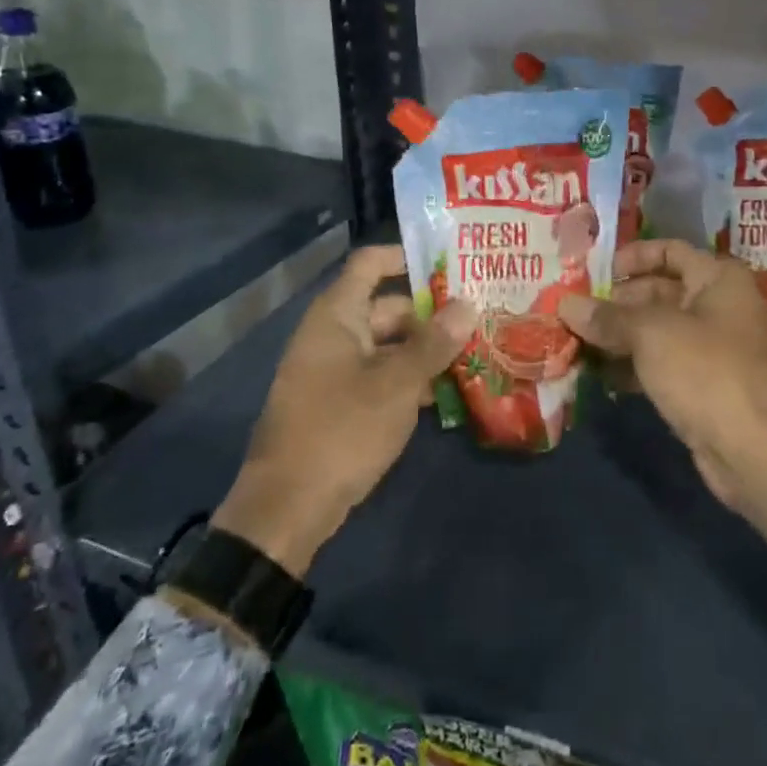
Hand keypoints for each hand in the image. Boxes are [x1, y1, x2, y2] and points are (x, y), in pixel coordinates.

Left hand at [210, 246, 475, 576]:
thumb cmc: (342, 430)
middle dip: (431, 313)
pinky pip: (379, 376)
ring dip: (424, 350)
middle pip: (387, 307)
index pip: (371, 263)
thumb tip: (468, 305)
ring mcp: (333, 370)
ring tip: (473, 353)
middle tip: (479, 316)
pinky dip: (407, 378)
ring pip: (387, 345)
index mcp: (337, 315)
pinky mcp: (339, 403)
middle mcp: (333, 334)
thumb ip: (434, 343)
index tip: (452, 264)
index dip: (407, 256)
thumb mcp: (397, 384)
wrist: (287, 509)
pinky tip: (444, 393)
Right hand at [559, 240, 766, 550]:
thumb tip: (566, 304)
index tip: (595, 272)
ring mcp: (711, 349)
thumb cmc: (705, 371)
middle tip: (573, 310)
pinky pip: (660, 364)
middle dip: (616, 302)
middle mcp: (718, 307)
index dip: (633, 257)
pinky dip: (631, 366)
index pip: (671, 250)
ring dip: (618, 336)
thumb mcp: (650, 334)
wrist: (753, 450)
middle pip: (659, 291)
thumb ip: (607, 317)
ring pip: (656, 331)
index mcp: (718, 279)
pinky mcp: (702, 386)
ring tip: (574, 340)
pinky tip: (597, 374)